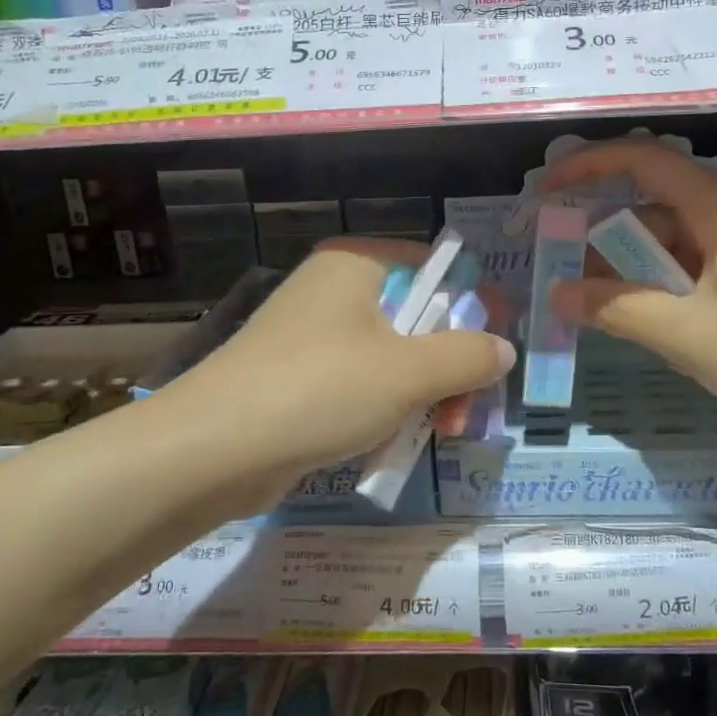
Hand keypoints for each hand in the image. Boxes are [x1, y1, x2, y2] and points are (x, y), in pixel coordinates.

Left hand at [175, 239, 514, 508]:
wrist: (212, 451)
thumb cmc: (320, 390)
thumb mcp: (410, 371)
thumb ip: (468, 355)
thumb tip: (504, 350)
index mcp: (357, 264)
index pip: (435, 267)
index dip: (471, 309)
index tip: (491, 357)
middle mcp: (334, 289)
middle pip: (417, 318)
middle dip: (447, 369)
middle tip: (462, 414)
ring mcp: (312, 335)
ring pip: (392, 358)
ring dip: (420, 396)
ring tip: (433, 436)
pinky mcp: (298, 378)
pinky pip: (359, 385)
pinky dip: (382, 411)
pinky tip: (389, 445)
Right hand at [544, 140, 716, 438]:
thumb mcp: (685, 333)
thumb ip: (617, 309)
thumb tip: (559, 293)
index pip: (643, 160)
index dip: (589, 165)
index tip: (547, 189)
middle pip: (653, 207)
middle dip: (605, 236)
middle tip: (565, 271)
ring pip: (672, 245)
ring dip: (633, 271)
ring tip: (599, 311)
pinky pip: (693, 273)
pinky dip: (662, 291)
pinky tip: (649, 327)